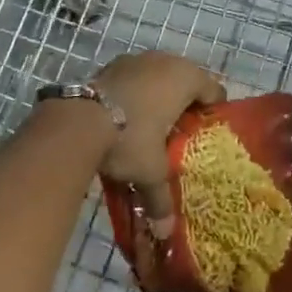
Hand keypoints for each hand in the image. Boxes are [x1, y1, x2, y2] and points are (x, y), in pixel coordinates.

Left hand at [92, 52, 225, 236]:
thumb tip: (166, 232)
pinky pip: (135, 76)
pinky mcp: (111, 64)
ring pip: (158, 75)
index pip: (213, 90)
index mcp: (185, 78)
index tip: (207, 132)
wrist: (77, 120)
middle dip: (185, 102)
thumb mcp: (149, 171)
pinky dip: (135, 92)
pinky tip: (126, 115)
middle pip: (186, 79)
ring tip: (153, 124)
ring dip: (159, 94)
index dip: (213, 111)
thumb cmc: (129, 139)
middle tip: (181, 131)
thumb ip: (161, 199)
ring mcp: (136, 59)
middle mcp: (165, 61)